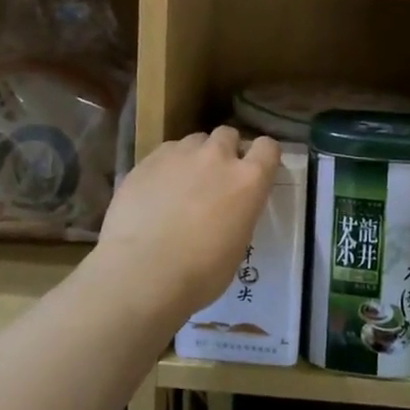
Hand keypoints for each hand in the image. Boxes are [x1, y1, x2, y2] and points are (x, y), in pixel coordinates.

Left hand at [94, 127, 282, 324]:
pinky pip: (165, 152)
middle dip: (225, 150)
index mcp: (248, 180)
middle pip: (228, 135)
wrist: (142, 272)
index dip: (262, 156)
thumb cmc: (199, 274)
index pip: (268, 147)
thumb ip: (238, 214)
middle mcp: (217, 157)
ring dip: (195, 156)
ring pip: (194, 141)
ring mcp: (180, 154)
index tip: (255, 171)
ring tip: (182, 183)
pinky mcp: (148, 159)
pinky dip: (167, 165)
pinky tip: (156, 190)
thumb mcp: (236, 246)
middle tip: (215, 178)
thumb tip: (228, 210)